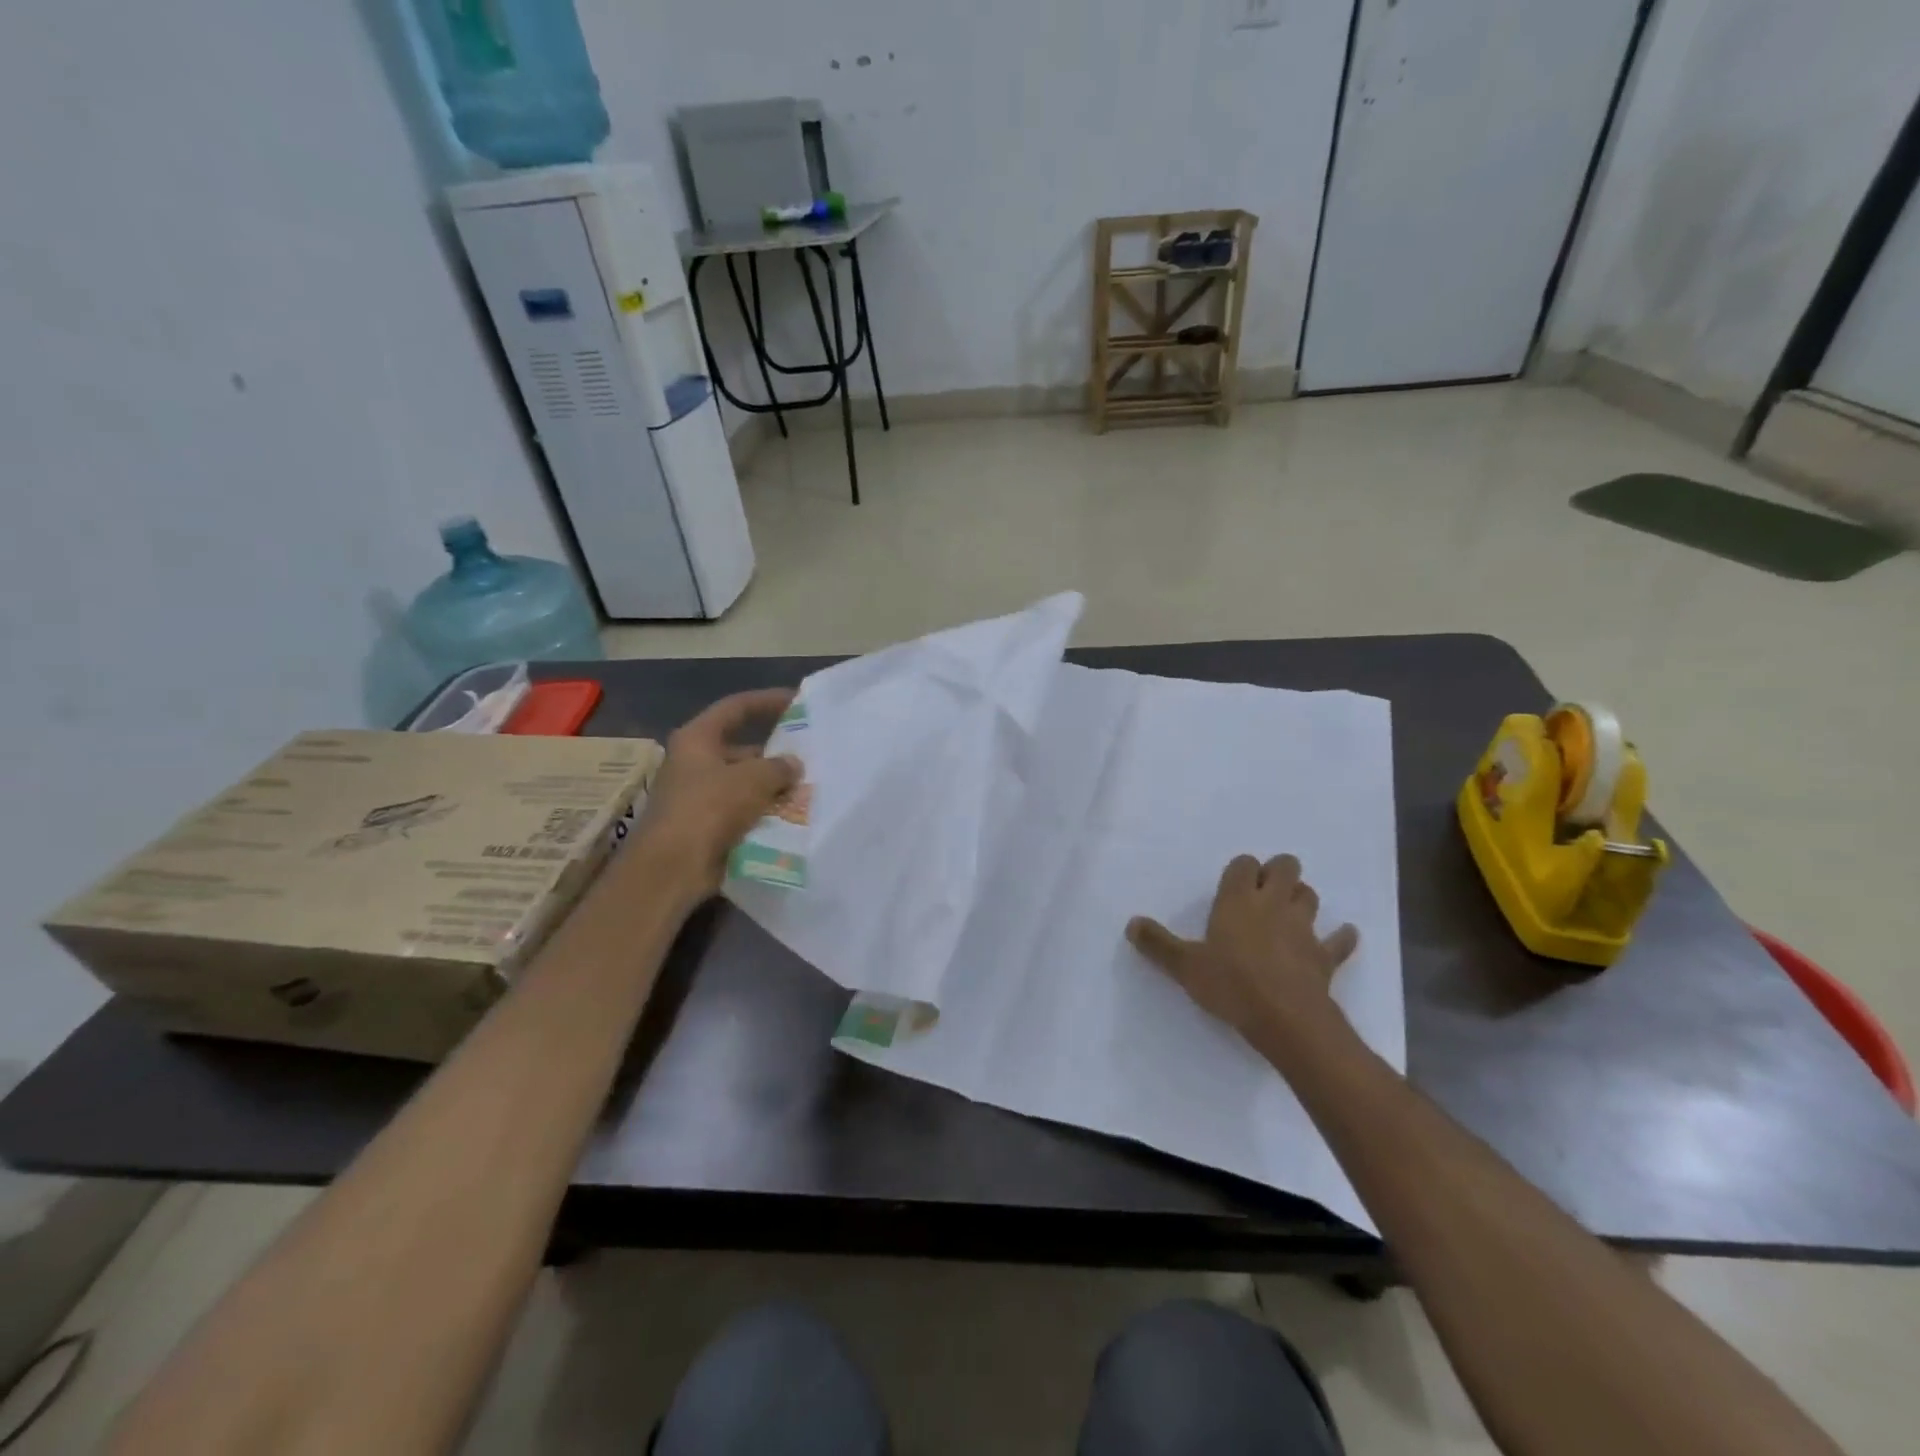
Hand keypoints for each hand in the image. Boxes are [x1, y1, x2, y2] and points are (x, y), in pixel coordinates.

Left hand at [639, 688, 802, 893]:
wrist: (672, 868)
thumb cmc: (708, 809)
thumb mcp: (752, 779)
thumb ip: (778, 767)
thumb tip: (793, 764)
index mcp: (697, 739)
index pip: (736, 707)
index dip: (767, 700)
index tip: (797, 701)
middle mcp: (695, 763)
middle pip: (742, 748)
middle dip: (775, 754)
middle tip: (810, 756)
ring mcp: (699, 796)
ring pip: (745, 783)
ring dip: (773, 786)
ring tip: (809, 788)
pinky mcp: (707, 826)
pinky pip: (743, 811)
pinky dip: (765, 812)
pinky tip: (793, 816)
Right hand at [1127, 854, 1357, 1053]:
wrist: (1285, 1019)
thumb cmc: (1231, 984)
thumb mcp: (1185, 966)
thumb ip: (1158, 944)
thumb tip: (1132, 924)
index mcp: (1237, 901)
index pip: (1243, 865)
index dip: (1241, 868)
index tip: (1233, 882)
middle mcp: (1272, 905)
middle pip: (1285, 868)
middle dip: (1278, 871)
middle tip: (1264, 888)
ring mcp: (1303, 929)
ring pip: (1309, 896)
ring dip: (1301, 897)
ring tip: (1290, 908)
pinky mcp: (1324, 956)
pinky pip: (1339, 941)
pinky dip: (1341, 937)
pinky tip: (1343, 935)